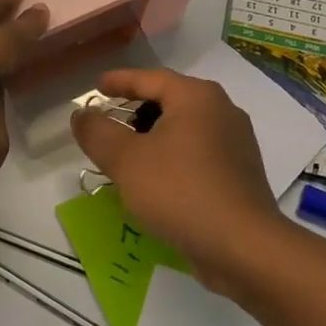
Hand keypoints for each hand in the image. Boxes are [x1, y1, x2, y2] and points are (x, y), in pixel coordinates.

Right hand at [70, 68, 284, 293]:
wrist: (243, 247)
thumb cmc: (180, 192)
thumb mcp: (126, 161)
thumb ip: (97, 132)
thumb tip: (81, 114)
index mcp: (196, 97)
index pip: (150, 78)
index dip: (119, 81)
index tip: (96, 87)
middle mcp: (222, 110)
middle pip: (169, 100)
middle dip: (135, 111)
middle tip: (107, 125)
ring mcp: (236, 143)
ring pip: (184, 128)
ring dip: (153, 137)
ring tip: (127, 157)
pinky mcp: (240, 173)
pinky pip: (197, 153)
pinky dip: (172, 157)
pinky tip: (156, 181)